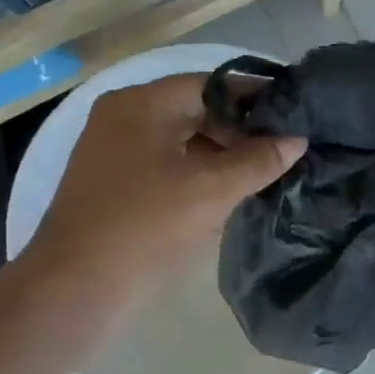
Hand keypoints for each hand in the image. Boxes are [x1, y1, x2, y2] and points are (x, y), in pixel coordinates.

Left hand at [26, 73, 305, 305]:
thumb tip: (297, 139)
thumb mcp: (210, 190)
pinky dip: (200, 178)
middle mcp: (124, 120)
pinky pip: (168, 170)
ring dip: (223, 157)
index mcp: (141, 105)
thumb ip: (257, 161)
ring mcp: (117, 156)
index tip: (294, 113)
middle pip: (195, 112)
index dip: (255, 97)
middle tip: (285, 151)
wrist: (77, 288)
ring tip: (266, 175)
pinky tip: (230, 196)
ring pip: (183, 144)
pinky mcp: (118, 190)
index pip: (210, 85)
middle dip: (241, 132)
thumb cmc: (145, 227)